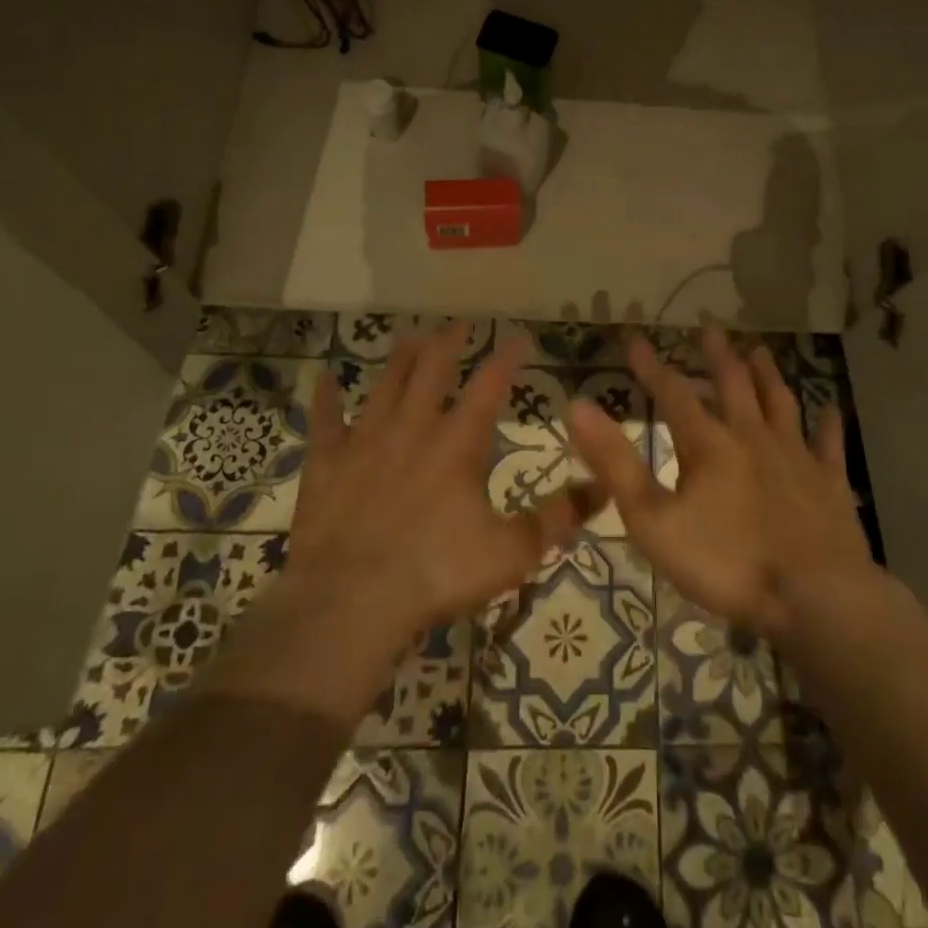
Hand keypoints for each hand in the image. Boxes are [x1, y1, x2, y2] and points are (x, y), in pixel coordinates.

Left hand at [209, 324, 600, 723]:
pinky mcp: (326, 463)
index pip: (489, 385)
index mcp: (457, 443)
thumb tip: (603, 490)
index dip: (506, 357)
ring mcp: (365, 441)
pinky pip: (324, 421)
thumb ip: (557, 519)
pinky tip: (325, 378)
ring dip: (399, 359)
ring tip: (411, 336)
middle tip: (459, 324)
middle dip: (449, 343)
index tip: (518, 336)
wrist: (350, 602)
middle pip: (432, 370)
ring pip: (385, 384)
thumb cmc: (436, 573)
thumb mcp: (511, 553)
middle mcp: (412, 428)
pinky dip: (325, 398)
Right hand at [569, 325, 875, 647]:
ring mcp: (796, 456)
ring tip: (759, 350)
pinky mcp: (830, 483)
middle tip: (710, 328)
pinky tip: (830, 409)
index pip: (672, 393)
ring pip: (779, 403)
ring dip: (767, 375)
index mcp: (708, 444)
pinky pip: (828, 445)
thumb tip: (577, 407)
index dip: (651, 366)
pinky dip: (827, 425)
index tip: (635, 338)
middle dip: (717, 355)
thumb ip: (615, 463)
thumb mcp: (653, 520)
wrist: (814, 597)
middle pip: (733, 385)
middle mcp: (752, 436)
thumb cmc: (726, 563)